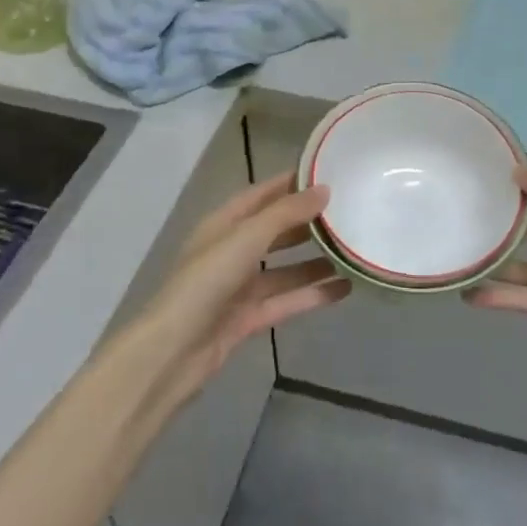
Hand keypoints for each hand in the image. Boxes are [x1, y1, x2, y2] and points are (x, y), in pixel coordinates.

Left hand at [140, 176, 350, 404]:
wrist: (172, 352)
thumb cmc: (205, 282)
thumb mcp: (246, 239)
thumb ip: (286, 214)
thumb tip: (324, 189)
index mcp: (223, 224)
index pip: (261, 194)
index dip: (291, 183)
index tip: (328, 173)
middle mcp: (231, 251)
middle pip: (275, 231)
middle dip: (308, 223)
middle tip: (349, 213)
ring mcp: (239, 287)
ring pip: (284, 269)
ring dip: (315, 260)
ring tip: (353, 251)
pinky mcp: (248, 318)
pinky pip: (286, 300)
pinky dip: (313, 294)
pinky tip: (344, 288)